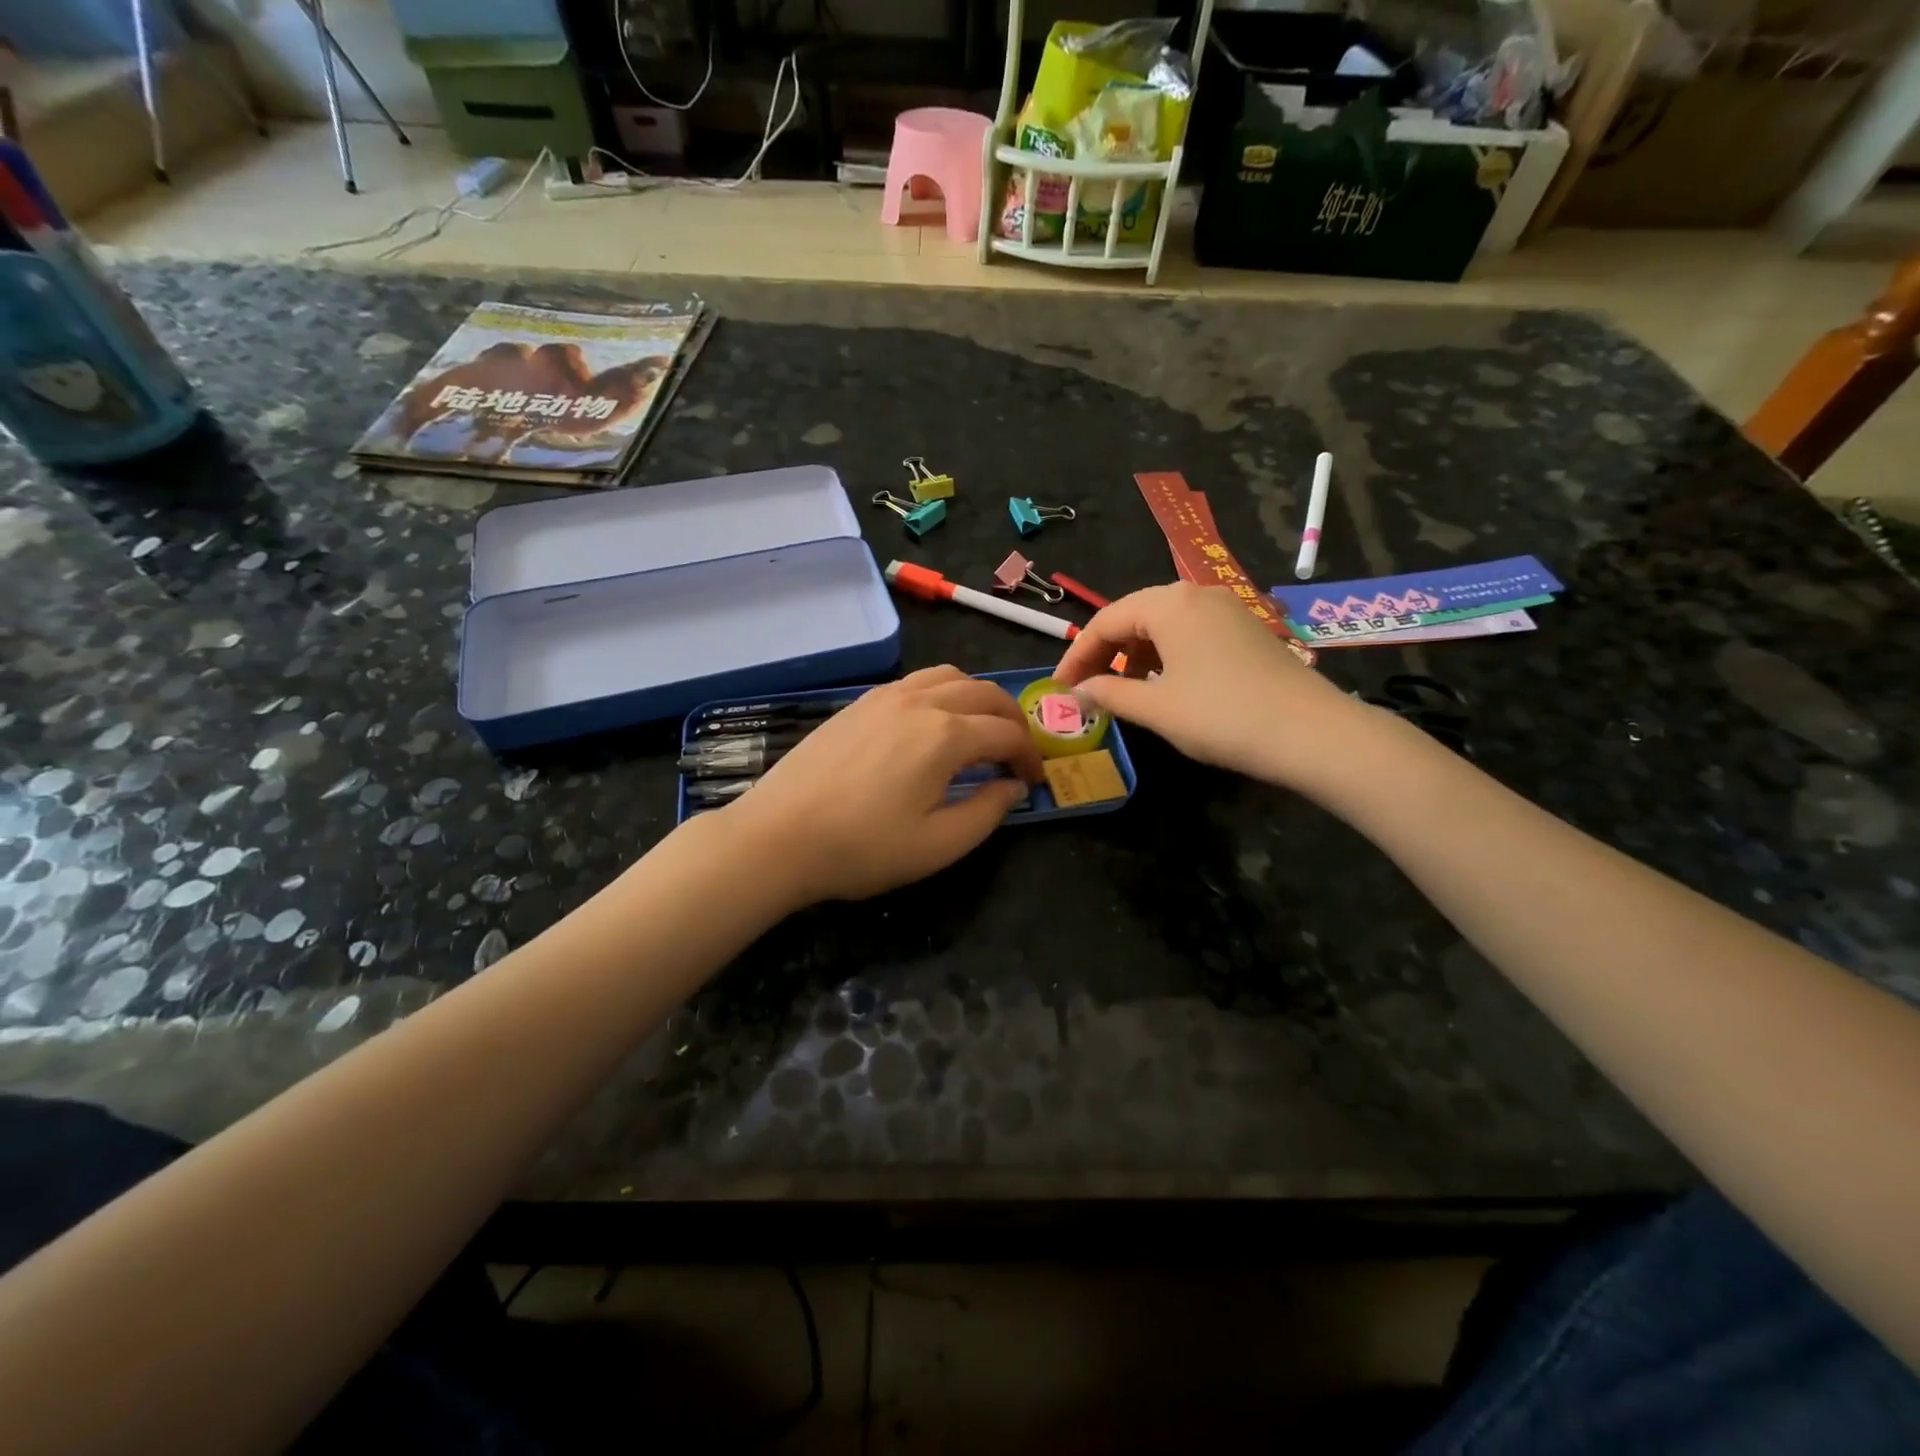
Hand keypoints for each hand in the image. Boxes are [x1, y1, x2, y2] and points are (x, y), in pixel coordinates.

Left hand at [719, 667, 1043, 904]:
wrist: (779, 837)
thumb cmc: (862, 848)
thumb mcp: (939, 845)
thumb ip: (988, 811)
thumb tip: (1012, 785)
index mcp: (946, 735)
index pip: (1007, 733)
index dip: (1030, 756)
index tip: (1034, 781)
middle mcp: (920, 702)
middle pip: (984, 693)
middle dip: (1012, 720)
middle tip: (1017, 752)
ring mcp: (885, 696)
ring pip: (949, 676)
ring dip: (977, 698)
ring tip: (981, 730)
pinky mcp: (859, 703)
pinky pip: (916, 681)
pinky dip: (942, 692)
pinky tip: (933, 723)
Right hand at [1053, 583, 1368, 788]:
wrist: (1312, 733)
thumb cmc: (1221, 716)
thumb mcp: (1156, 708)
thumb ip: (1109, 694)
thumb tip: (1076, 693)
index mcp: (1168, 604)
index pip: (1104, 621)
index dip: (1076, 655)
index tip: (1059, 688)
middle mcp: (1196, 594)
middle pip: (1134, 615)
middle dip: (1105, 651)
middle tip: (1086, 687)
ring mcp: (1227, 608)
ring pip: (1165, 622)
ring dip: (1136, 653)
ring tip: (1126, 688)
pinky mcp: (1247, 628)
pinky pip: (1192, 631)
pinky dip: (1167, 653)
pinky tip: (1168, 683)